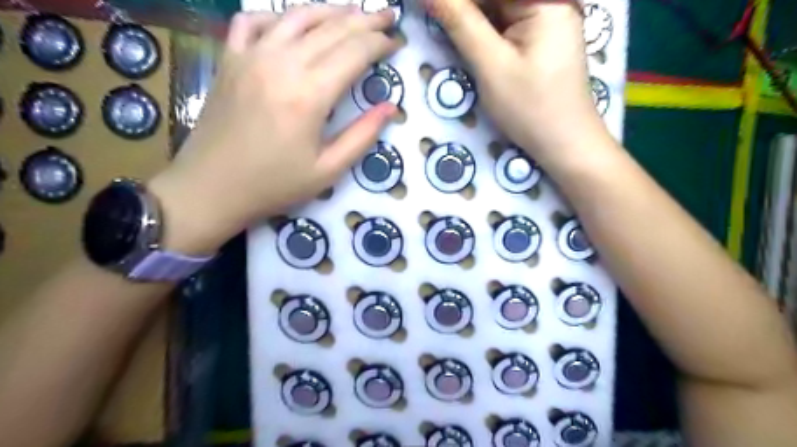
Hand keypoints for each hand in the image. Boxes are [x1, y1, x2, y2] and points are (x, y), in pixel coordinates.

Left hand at [147, 7, 398, 253]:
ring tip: (352, 11)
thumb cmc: (274, 185)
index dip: (380, 43)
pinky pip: (252, 21)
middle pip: (331, 28)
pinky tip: (291, 22)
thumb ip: (362, 136)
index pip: (355, 52)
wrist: (210, 188)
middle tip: (387, 16)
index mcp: (309, 94)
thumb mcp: (328, 170)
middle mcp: (281, 63)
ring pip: (296, 16)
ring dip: (329, 11)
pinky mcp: (229, 59)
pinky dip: (277, 15)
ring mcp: (250, 56)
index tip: (397, 42)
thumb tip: (391, 108)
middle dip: (365, 20)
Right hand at [429, 0, 611, 165]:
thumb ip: (459, 22)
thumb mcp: (491, 65)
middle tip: (431, 16)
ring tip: (442, 25)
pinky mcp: (539, 37)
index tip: (425, 6)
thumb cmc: (530, 107)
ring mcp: (546, 18)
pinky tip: (463, 36)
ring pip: (497, 9)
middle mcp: (549, 0)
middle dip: (462, 9)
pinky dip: (482, 29)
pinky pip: (504, 23)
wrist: (563, 143)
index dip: (455, 0)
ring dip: (468, 18)